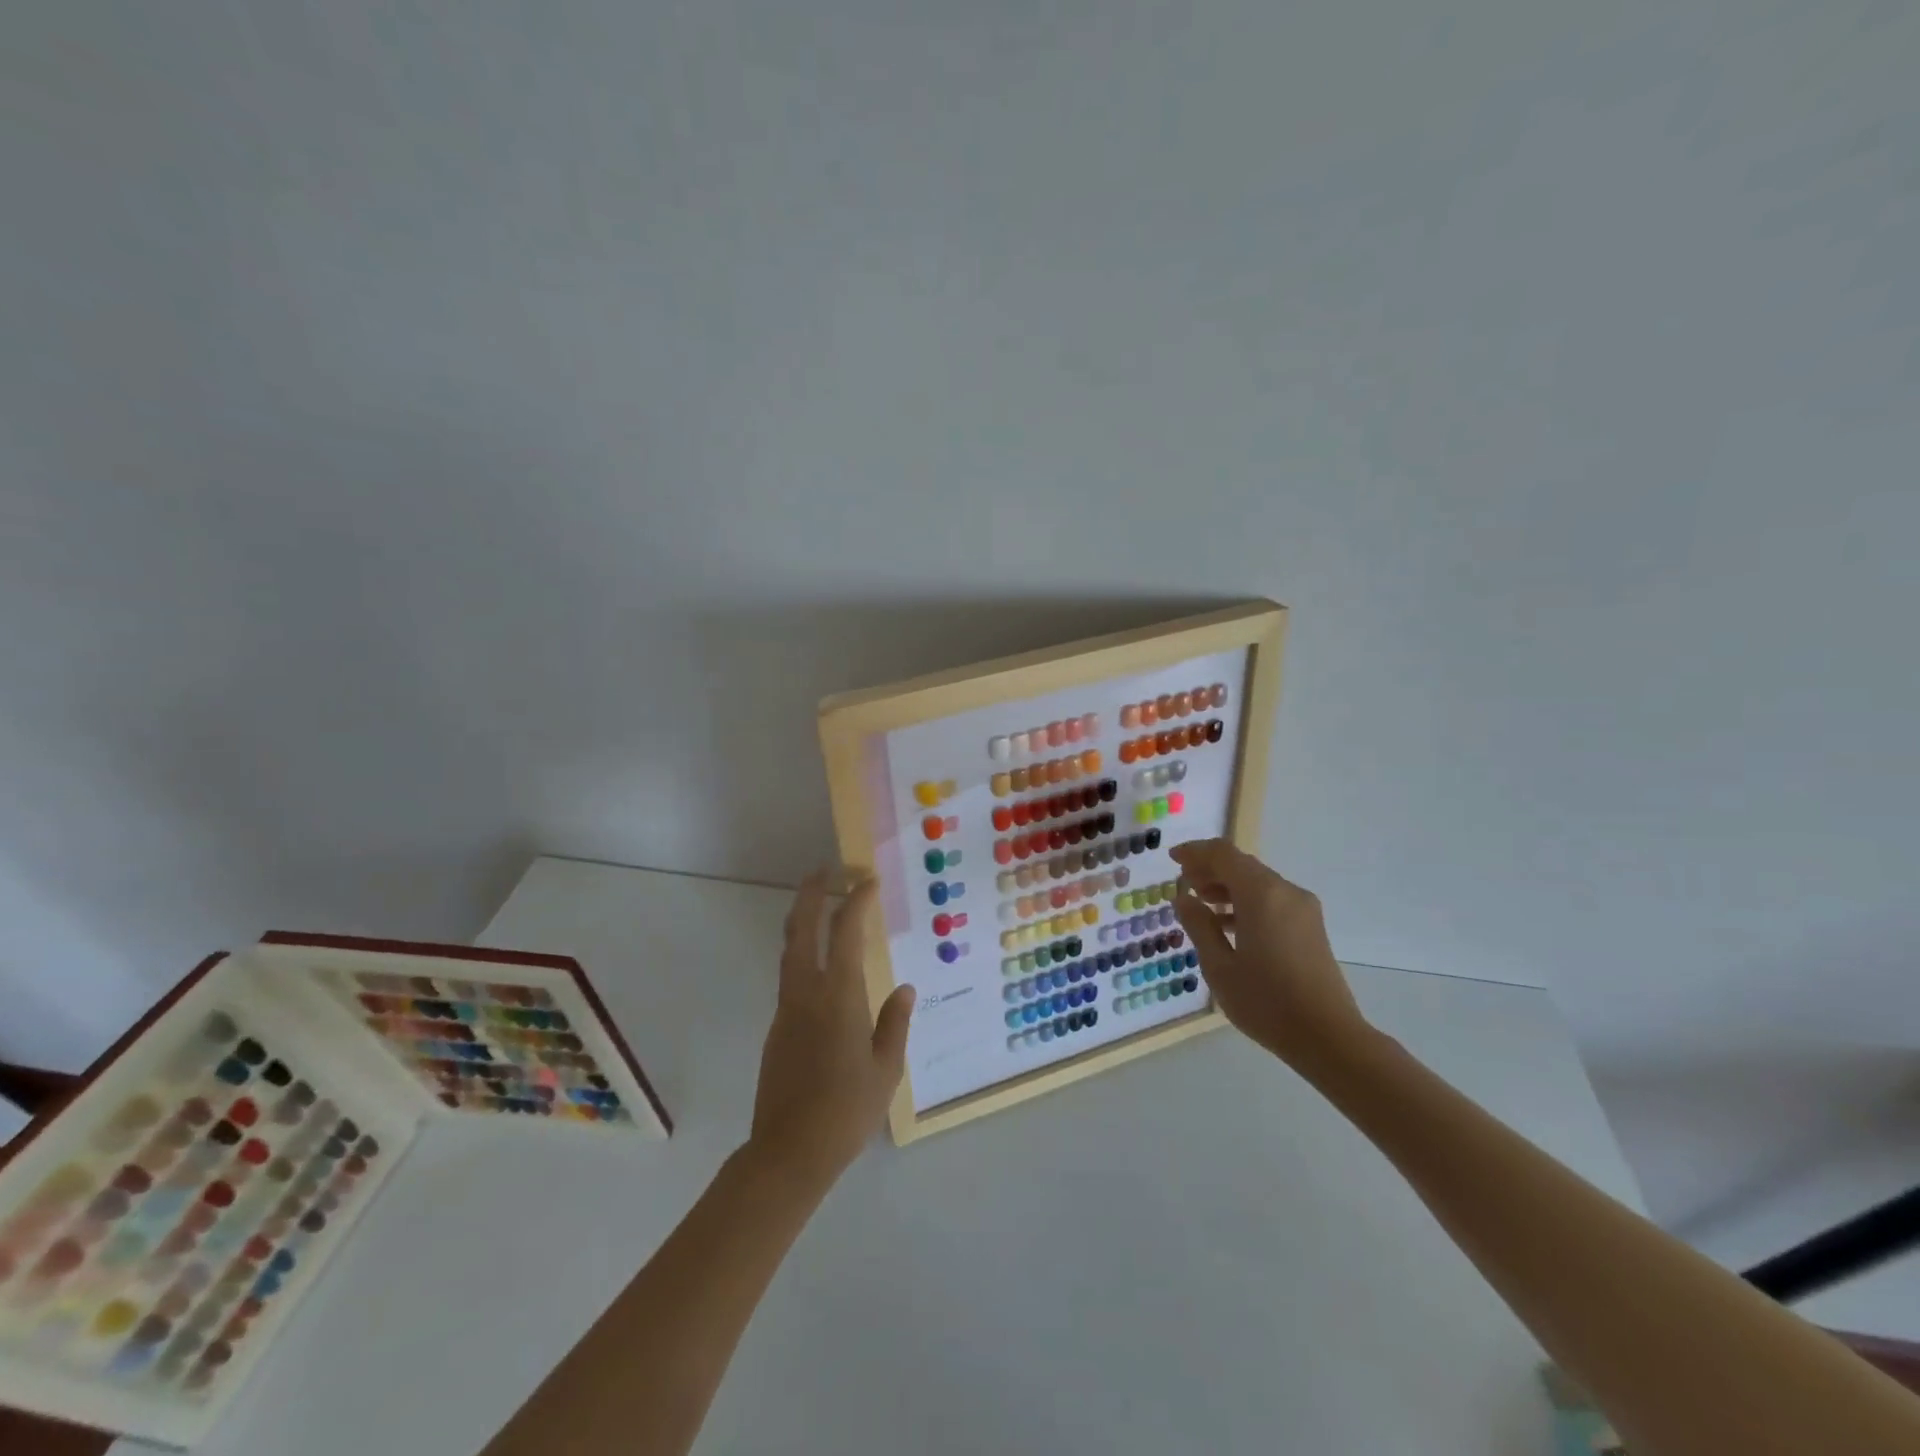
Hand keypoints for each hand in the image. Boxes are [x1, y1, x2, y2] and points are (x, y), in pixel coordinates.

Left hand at [748, 871, 914, 1190]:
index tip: (868, 881)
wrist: (788, 1152)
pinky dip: (803, 953)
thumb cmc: (846, 1110)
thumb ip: (895, 1022)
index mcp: (838, 995)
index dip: (856, 900)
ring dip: (803, 919)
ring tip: (820, 905)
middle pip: (802, 927)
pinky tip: (822, 966)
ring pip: (790, 950)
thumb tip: (904, 988)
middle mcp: (806, 992)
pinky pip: (790, 975)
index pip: (846, 931)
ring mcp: (786, 1008)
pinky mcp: (778, 1027)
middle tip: (825, 870)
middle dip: (811, 893)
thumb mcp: (886, 1068)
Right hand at [1170, 839, 1368, 1070]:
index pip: (1223, 854)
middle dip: (1210, 869)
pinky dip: (1246, 902)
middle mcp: (1285, 892)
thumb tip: (1184, 899)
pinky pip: (1272, 900)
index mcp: (1261, 894)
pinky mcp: (1310, 927)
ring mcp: (1303, 909)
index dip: (1195, 852)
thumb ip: (1198, 926)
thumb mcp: (1219, 966)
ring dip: (1228, 886)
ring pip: (1258, 882)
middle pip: (1242, 865)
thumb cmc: (1266, 1002)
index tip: (1172, 860)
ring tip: (1201, 904)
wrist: (1329, 1038)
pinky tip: (1228, 925)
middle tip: (1184, 885)